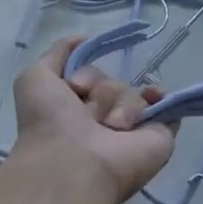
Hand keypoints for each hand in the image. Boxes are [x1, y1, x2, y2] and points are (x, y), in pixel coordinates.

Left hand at [11, 37, 176, 203]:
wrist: (75, 164)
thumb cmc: (50, 124)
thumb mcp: (35, 80)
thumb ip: (56, 55)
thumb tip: (82, 39)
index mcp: (75, 112)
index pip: (91, 79)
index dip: (84, 77)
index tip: (75, 87)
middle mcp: (103, 121)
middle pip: (113, 84)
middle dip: (102, 91)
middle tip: (89, 115)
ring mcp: (132, 130)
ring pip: (134, 93)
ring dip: (120, 104)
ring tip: (111, 128)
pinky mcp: (159, 136)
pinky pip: (167, 107)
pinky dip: (161, 100)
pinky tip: (153, 99)